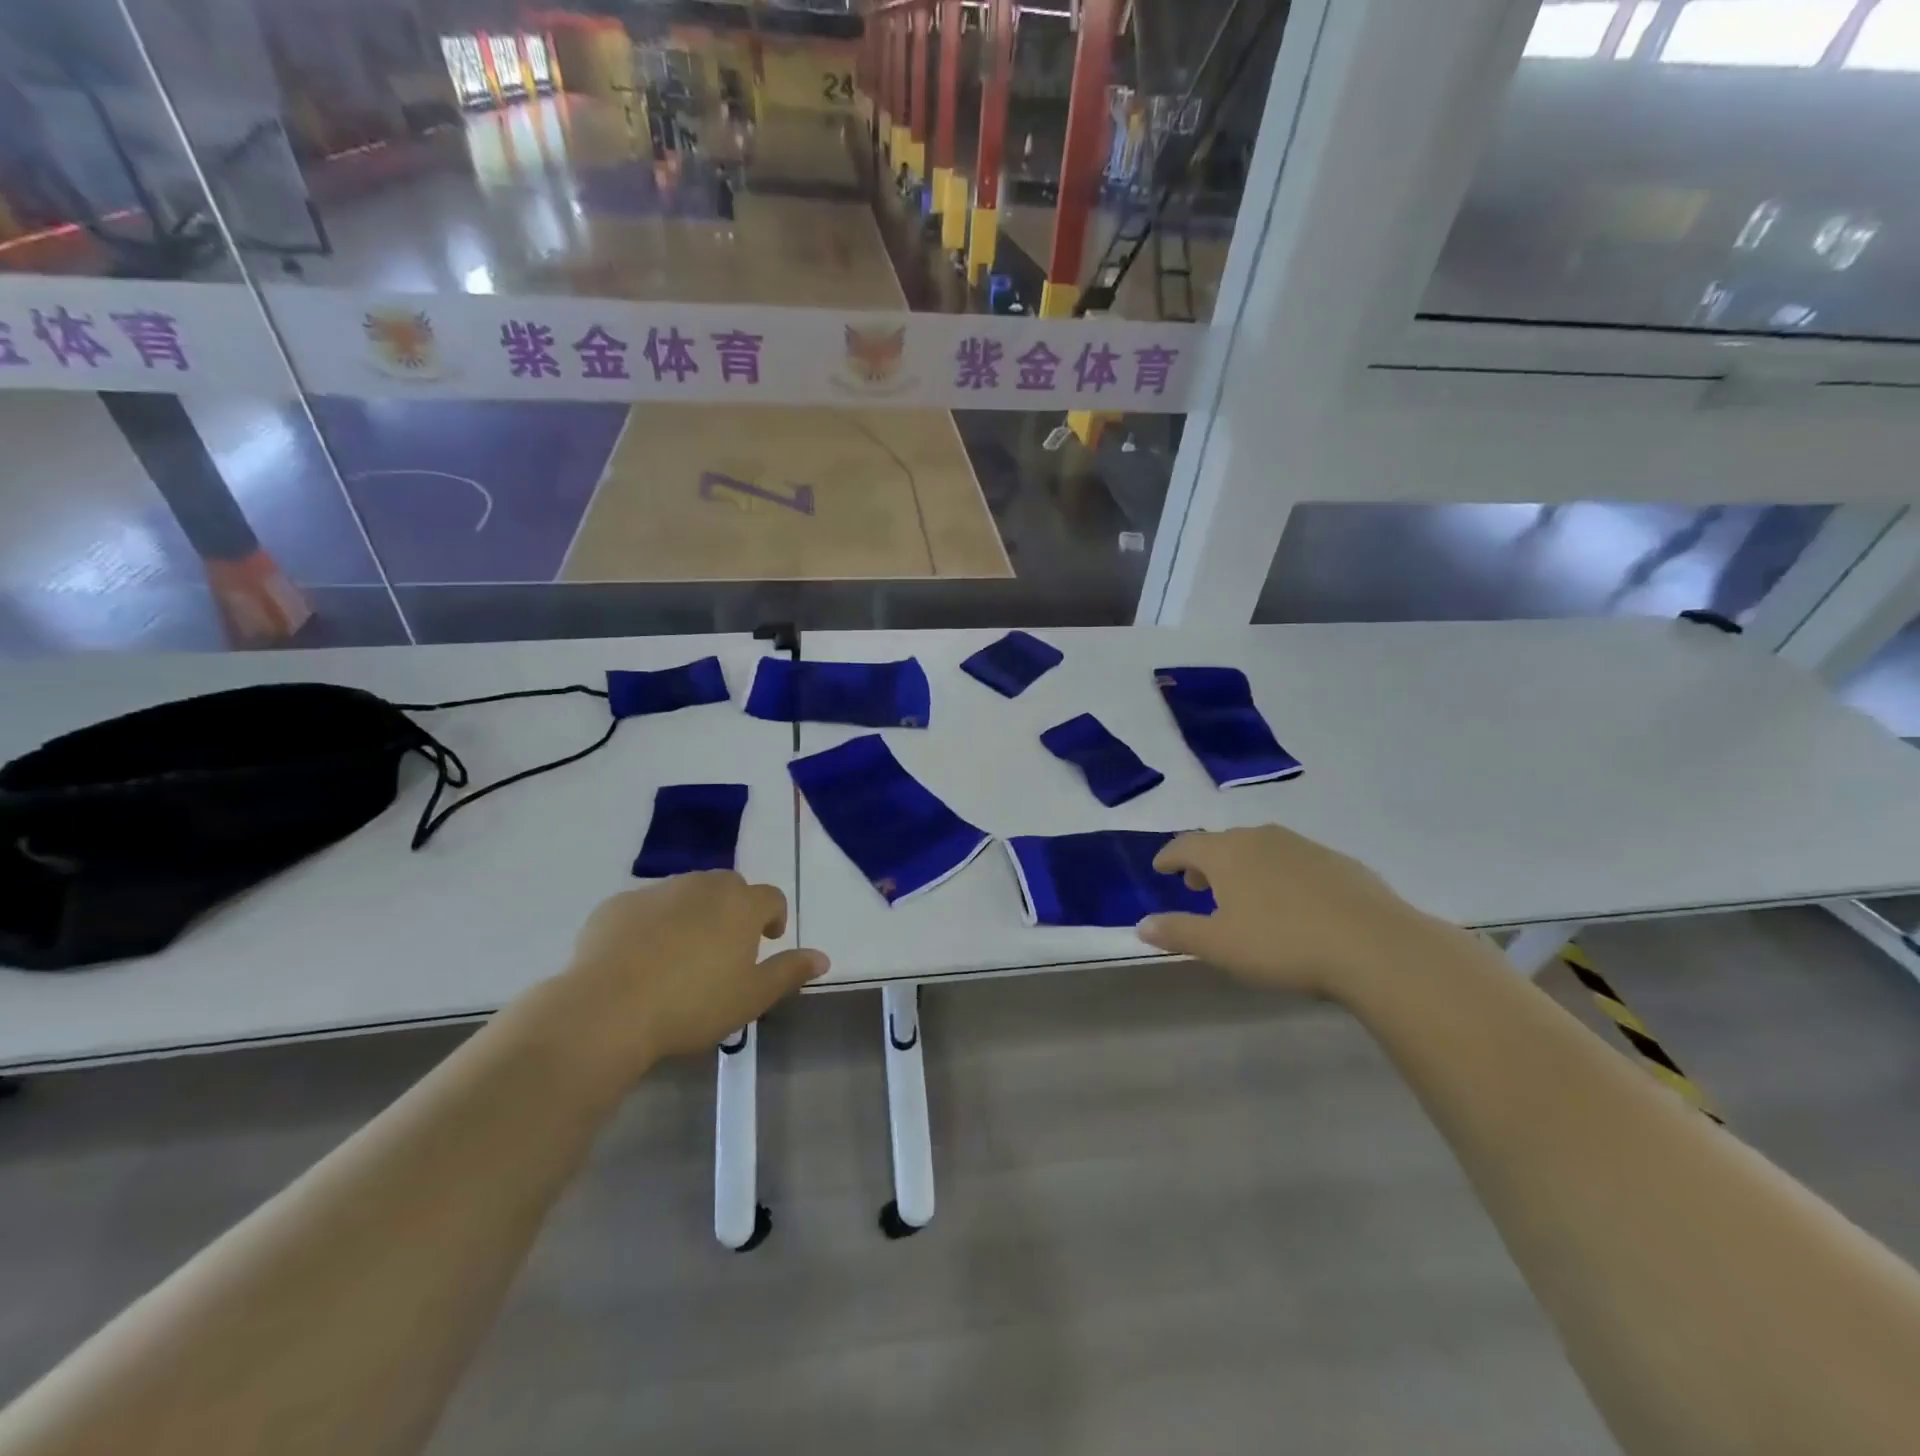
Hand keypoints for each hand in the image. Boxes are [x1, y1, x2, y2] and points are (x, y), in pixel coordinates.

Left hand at [543, 873, 826, 1079]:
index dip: (773, 917)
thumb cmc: (692, 1005)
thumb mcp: (752, 997)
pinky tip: (639, 959)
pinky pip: (644, 908)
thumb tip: (823, 957)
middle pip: (728, 888)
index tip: (767, 941)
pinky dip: (650, 925)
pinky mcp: (616, 905)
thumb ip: (789, 972)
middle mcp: (702, 886)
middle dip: (733, 910)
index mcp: (740, 904)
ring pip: (685, 894)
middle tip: (725, 948)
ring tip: (681, 954)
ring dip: (692, 914)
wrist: (607, 1010)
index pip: (771, 897)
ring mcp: (656, 892)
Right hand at [1136, 825, 1465, 1000]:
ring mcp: (1303, 846)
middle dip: (1205, 862)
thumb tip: (1141, 924)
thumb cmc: (1283, 944)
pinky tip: (1292, 901)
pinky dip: (1279, 873)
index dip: (1169, 856)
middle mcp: (1261, 838)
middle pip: (1222, 843)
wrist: (1375, 946)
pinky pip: (1294, 860)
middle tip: (1198, 885)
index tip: (1160, 868)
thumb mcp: (1220, 946)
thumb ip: (1177, 932)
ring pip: (1260, 848)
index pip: (1185, 844)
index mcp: (1226, 853)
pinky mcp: (1338, 861)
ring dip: (1243, 866)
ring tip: (1243, 894)